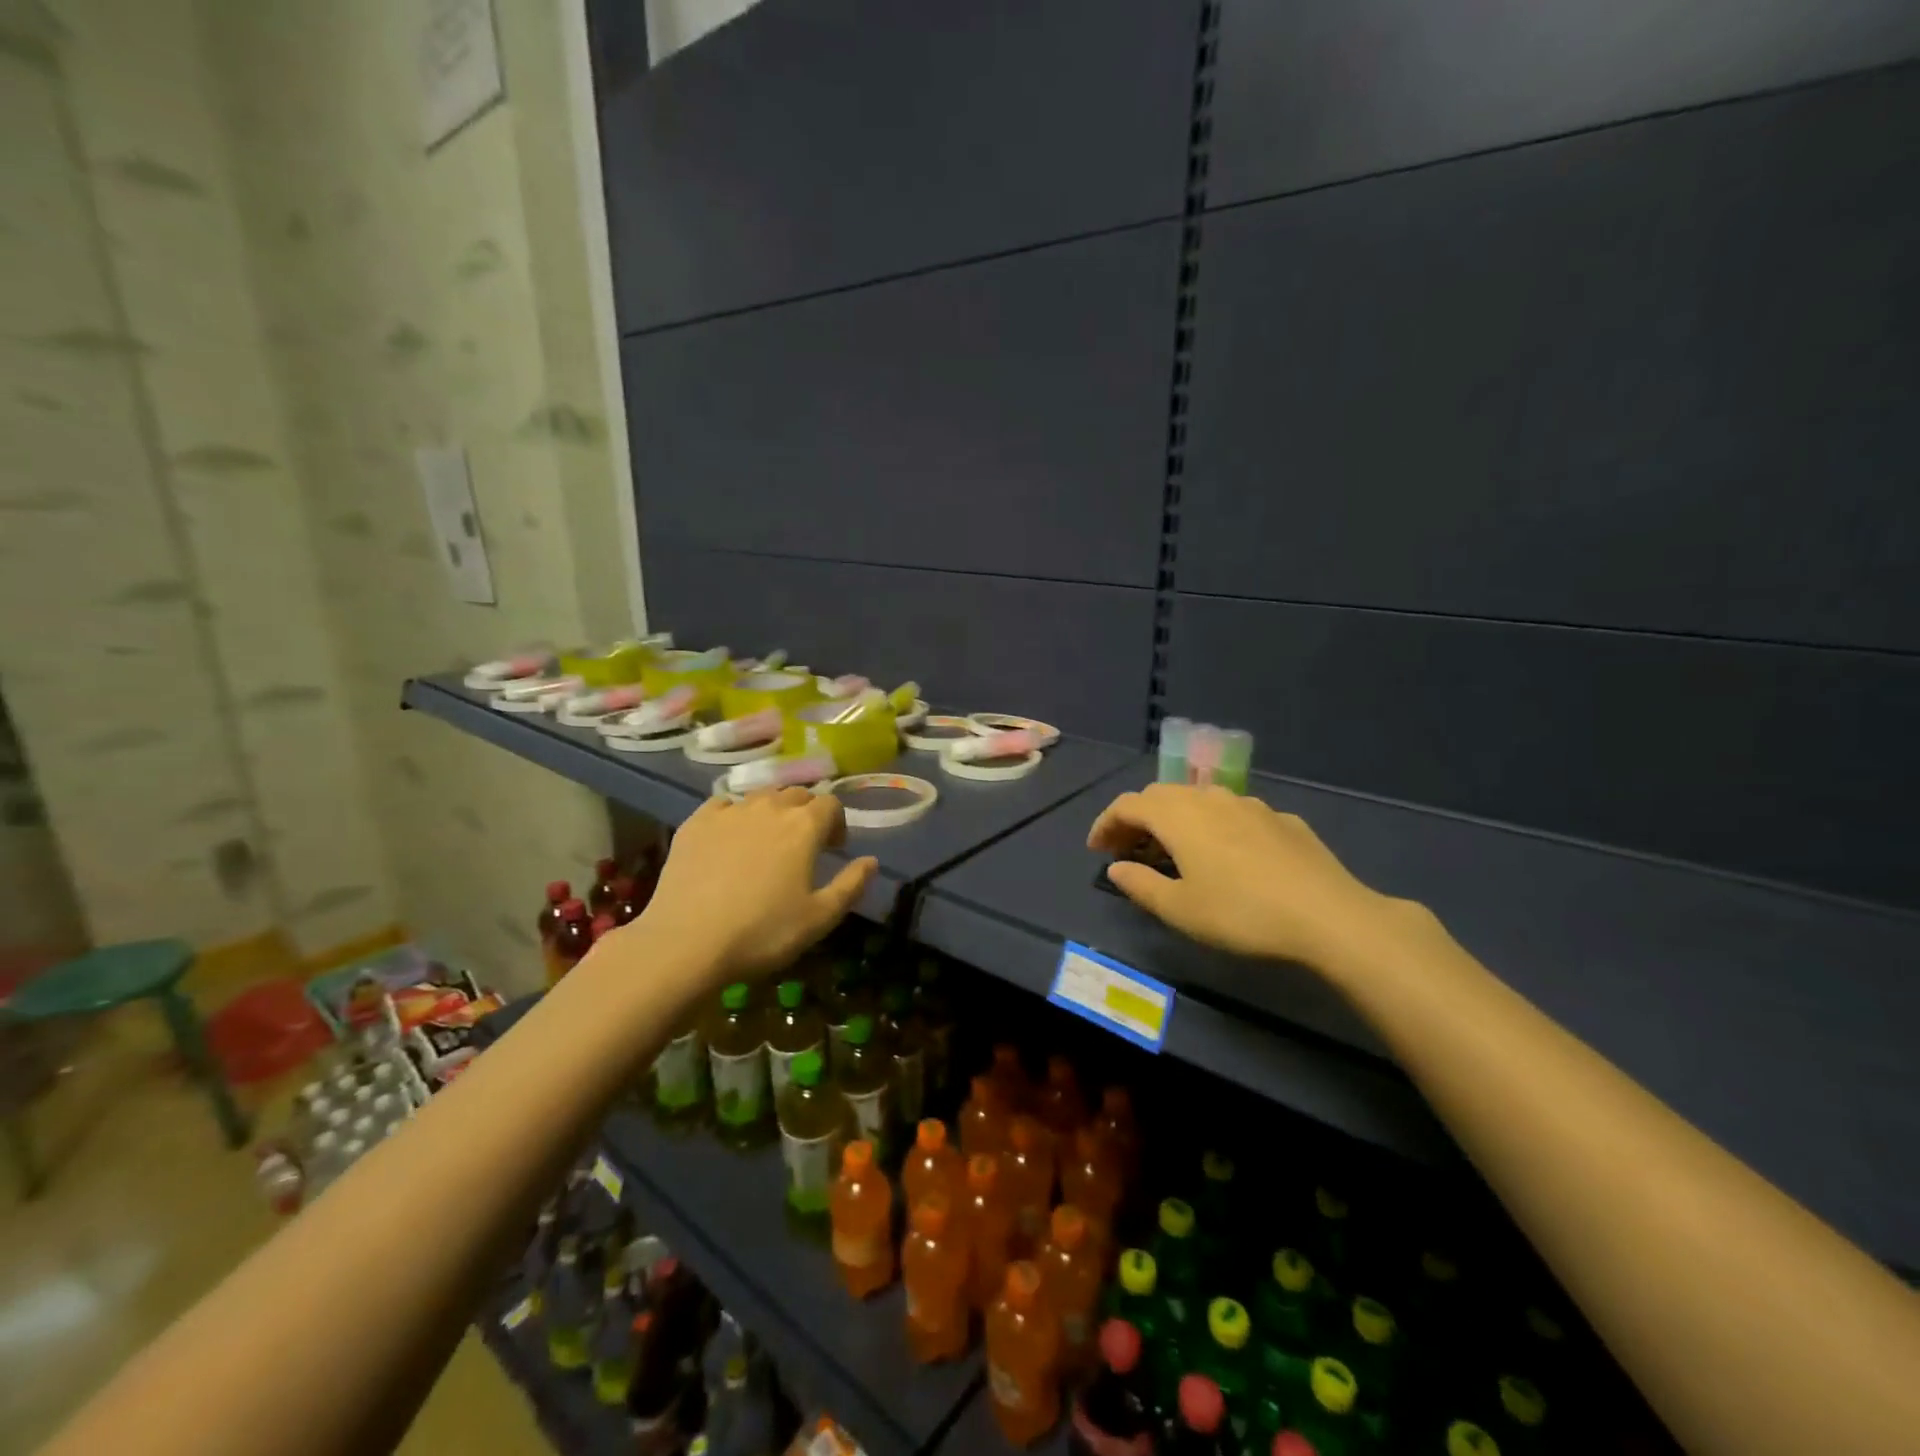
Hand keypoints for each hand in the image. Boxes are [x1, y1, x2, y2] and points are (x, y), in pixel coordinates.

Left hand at [634, 788, 877, 986]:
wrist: (687, 943)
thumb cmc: (763, 932)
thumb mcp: (820, 918)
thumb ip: (851, 885)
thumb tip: (871, 861)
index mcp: (804, 826)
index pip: (830, 804)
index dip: (837, 823)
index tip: (834, 849)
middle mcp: (769, 807)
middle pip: (796, 794)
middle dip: (807, 813)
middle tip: (804, 844)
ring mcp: (729, 812)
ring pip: (760, 796)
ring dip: (773, 810)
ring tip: (768, 840)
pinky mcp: (696, 823)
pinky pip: (723, 805)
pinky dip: (734, 814)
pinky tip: (730, 838)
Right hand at [1087, 783, 1407, 969]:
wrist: (1330, 916)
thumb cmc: (1242, 914)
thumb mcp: (1180, 909)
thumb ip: (1141, 885)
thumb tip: (1117, 868)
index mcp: (1179, 816)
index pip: (1128, 804)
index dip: (1105, 823)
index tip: (1096, 850)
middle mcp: (1211, 799)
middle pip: (1162, 796)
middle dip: (1138, 819)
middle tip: (1128, 850)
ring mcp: (1251, 805)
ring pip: (1200, 800)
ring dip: (1176, 820)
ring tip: (1174, 851)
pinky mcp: (1282, 820)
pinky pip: (1234, 814)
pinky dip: (1214, 827)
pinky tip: (1227, 857)